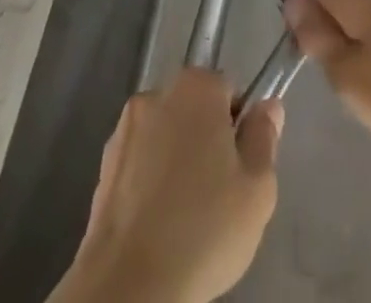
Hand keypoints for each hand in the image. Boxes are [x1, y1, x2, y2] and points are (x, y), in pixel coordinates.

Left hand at [56, 68, 283, 302]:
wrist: (129, 286)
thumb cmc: (204, 229)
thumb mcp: (257, 188)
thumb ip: (265, 137)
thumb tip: (267, 107)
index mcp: (196, 87)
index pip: (228, 90)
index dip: (239, 127)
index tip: (240, 166)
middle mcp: (157, 94)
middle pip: (194, 109)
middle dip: (207, 140)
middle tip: (218, 193)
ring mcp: (124, 130)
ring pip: (165, 136)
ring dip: (176, 160)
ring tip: (186, 214)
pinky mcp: (102, 167)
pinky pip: (139, 163)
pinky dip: (150, 182)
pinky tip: (158, 223)